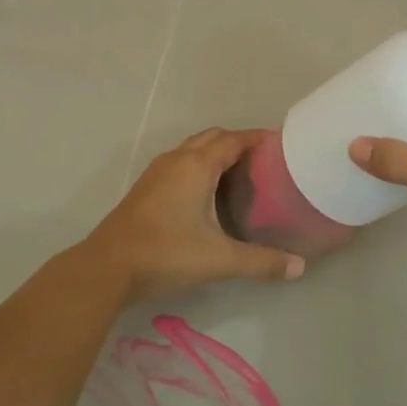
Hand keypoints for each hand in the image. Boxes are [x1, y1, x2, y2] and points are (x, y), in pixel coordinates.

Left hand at [82, 128, 305, 303]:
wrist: (106, 267)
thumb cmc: (166, 254)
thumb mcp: (219, 259)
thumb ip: (261, 262)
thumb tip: (299, 267)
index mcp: (197, 166)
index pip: (234, 139)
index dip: (259, 139)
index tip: (283, 146)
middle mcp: (177, 160)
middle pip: (214, 138)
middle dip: (240, 143)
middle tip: (266, 163)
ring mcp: (157, 172)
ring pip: (194, 150)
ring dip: (217, 153)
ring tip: (242, 175)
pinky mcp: (146, 188)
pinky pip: (181, 163)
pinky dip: (200, 166)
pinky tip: (209, 194)